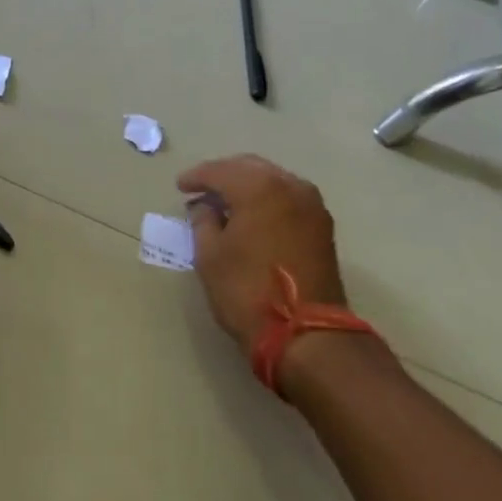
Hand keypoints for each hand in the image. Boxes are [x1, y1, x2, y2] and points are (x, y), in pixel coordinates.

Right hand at [176, 154, 346, 356]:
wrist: (305, 332)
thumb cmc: (247, 291)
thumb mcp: (210, 256)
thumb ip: (203, 221)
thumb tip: (204, 206)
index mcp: (259, 188)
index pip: (220, 171)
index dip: (197, 177)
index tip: (180, 187)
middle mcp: (290, 186)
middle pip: (250, 168)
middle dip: (223, 175)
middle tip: (200, 189)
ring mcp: (311, 205)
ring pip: (272, 180)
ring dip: (247, 185)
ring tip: (224, 202)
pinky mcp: (321, 225)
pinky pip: (287, 197)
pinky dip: (266, 198)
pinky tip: (251, 214)